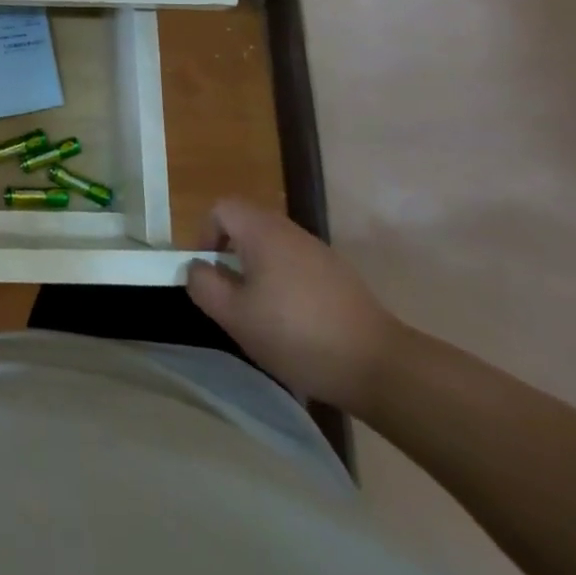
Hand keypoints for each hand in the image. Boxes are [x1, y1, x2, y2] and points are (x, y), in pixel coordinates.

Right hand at [185, 198, 404, 413]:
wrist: (379, 365)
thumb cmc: (296, 334)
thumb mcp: (235, 316)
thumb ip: (204, 285)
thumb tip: (196, 268)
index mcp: (261, 231)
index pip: (221, 209)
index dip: (205, 234)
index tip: (208, 272)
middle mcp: (289, 230)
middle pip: (247, 225)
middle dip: (231, 255)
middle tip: (231, 295)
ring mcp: (318, 252)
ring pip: (273, 247)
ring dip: (258, 271)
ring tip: (261, 313)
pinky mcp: (339, 275)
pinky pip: (297, 266)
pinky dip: (285, 284)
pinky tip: (295, 324)